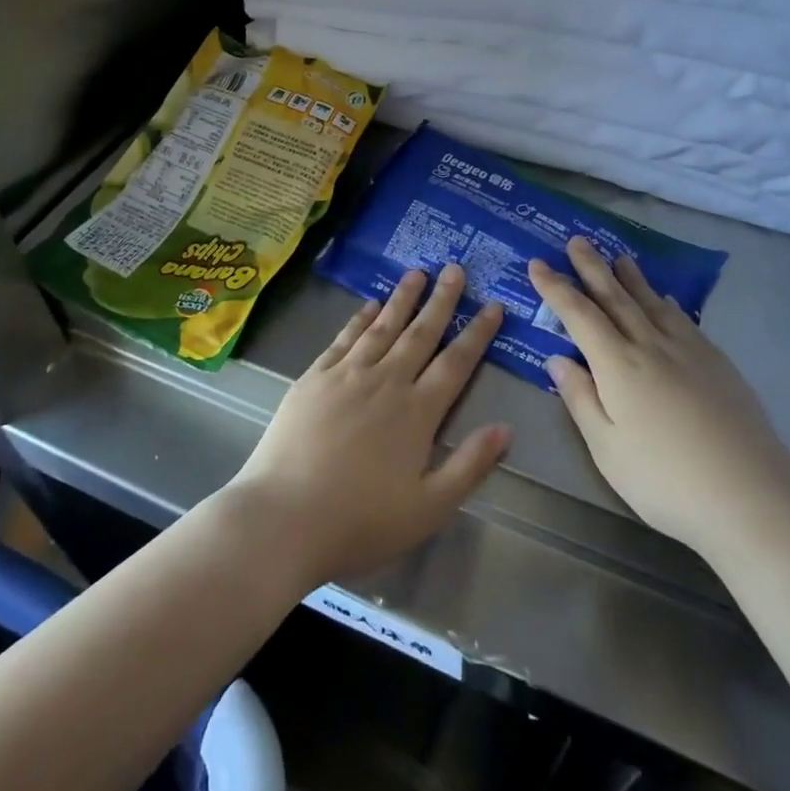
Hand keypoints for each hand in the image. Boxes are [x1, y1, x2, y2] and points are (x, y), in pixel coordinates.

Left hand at [227, 265, 510, 587]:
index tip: (493, 305)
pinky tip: (369, 305)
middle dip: (442, 300)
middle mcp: (386, 382)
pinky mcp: (313, 378)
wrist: (284, 517)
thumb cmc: (360, 521)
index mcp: (417, 412)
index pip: (456, 363)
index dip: (477, 333)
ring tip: (417, 273)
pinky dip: (360, 318)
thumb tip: (505, 428)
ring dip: (402, 298)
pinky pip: (344, 338)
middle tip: (455, 269)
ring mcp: (346, 375)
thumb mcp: (429, 508)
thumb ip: (469, 465)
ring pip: (382, 327)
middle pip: (420, 333)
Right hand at [529, 238, 789, 546]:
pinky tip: (665, 300)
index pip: (579, 315)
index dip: (556, 288)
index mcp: (618, 365)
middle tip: (577, 240)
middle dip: (592, 267)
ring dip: (631, 278)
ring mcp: (689, 351)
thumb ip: (581, 399)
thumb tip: (558, 358)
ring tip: (619, 257)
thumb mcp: (607, 449)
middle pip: (615, 297)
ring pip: (651, 303)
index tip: (538, 264)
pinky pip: (683, 320)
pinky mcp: (717, 363)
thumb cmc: (666, 480)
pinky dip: (667, 303)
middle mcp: (651, 345)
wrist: (752, 497)